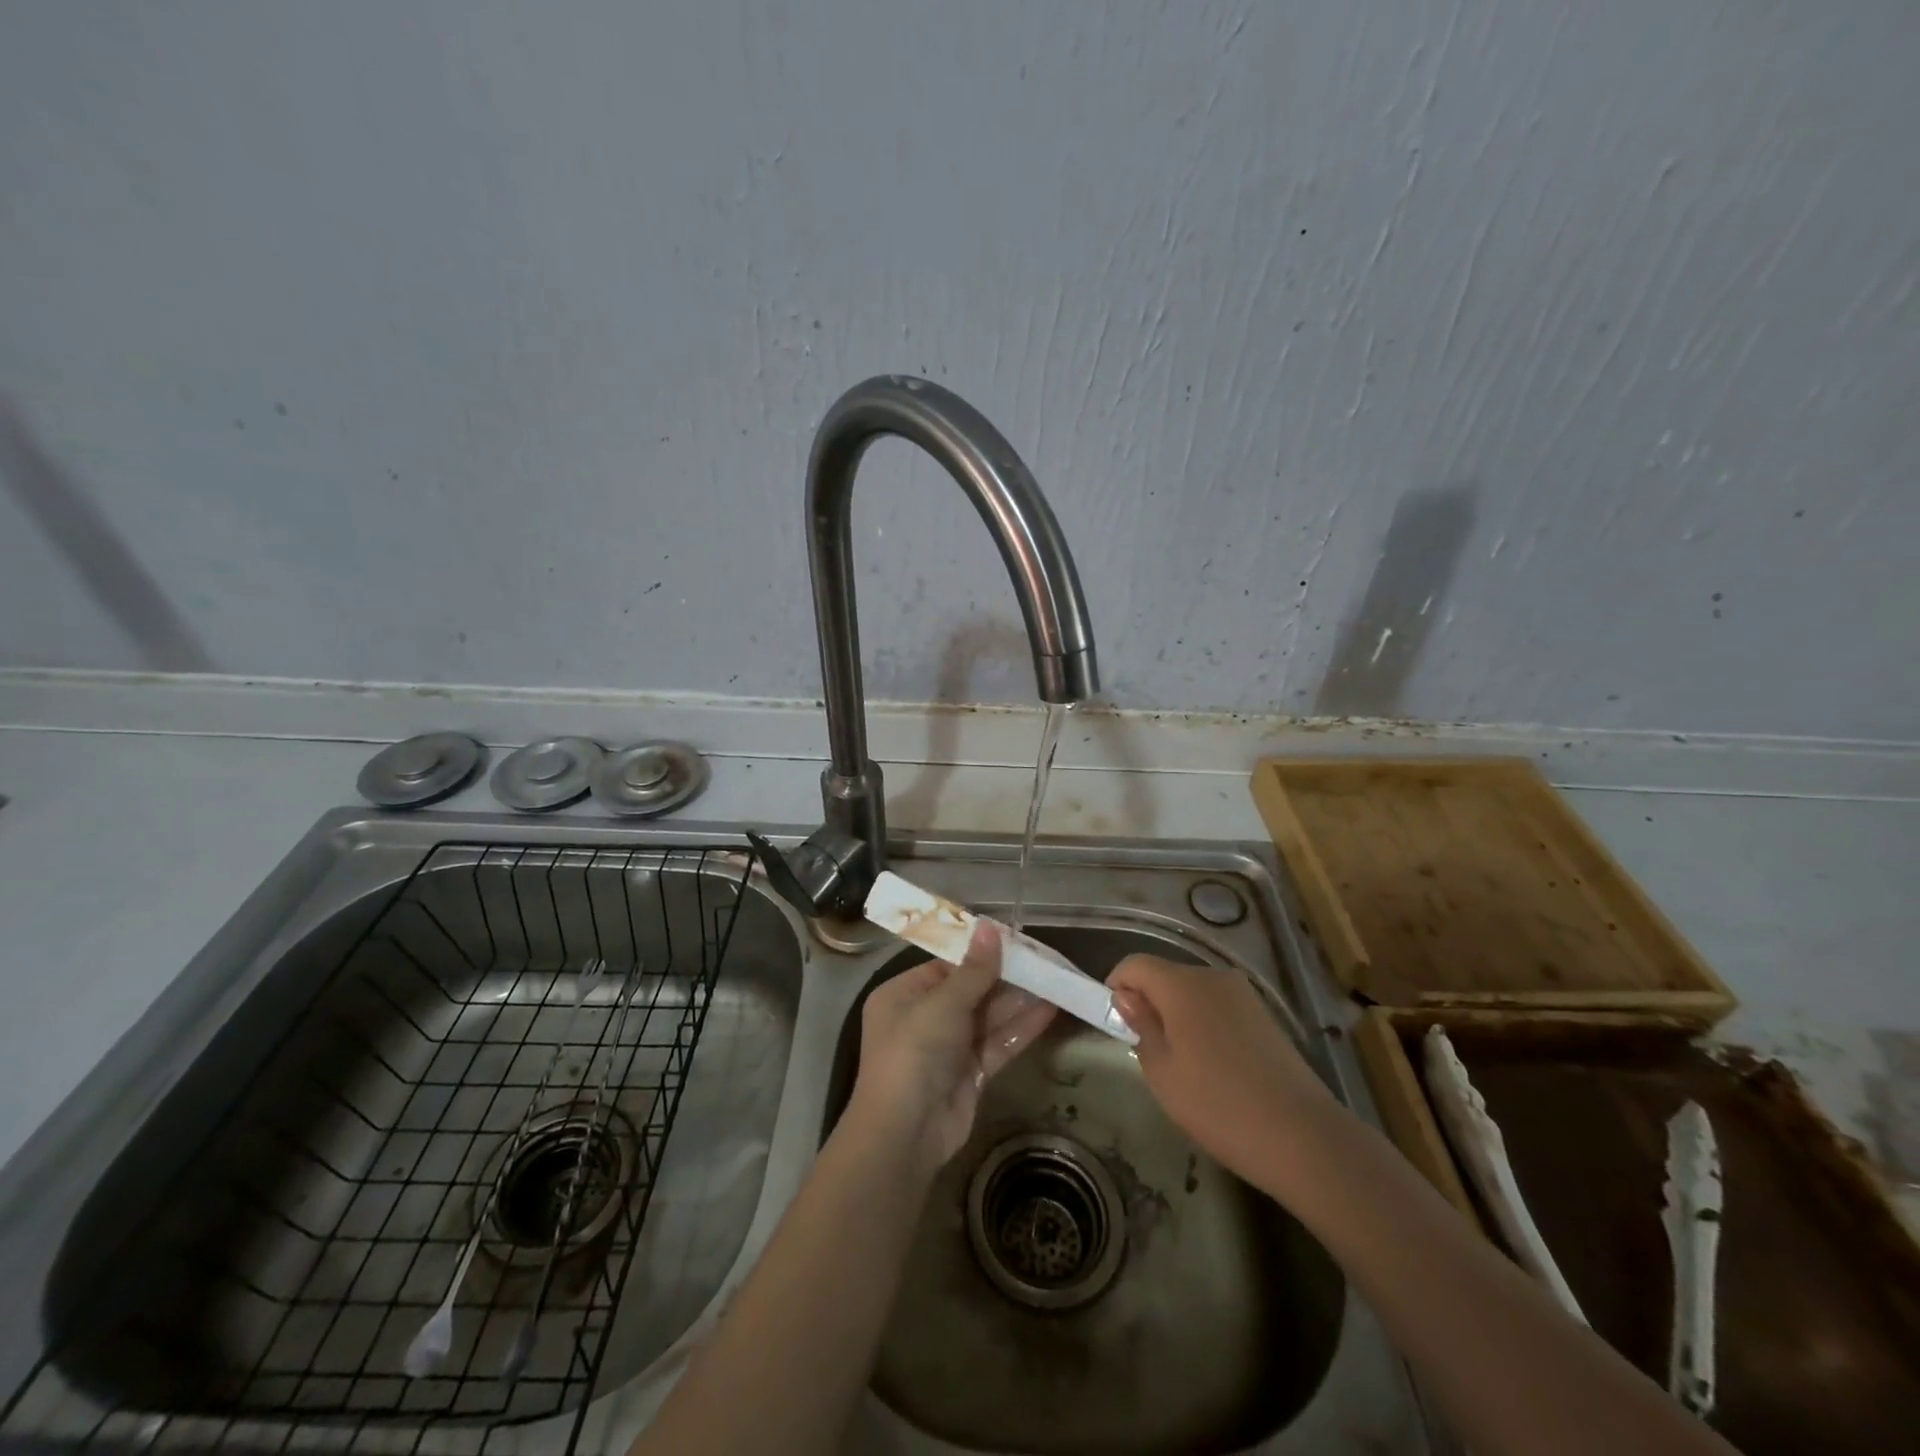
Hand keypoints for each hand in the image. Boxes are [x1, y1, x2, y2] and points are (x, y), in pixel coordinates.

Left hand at [846, 921, 1056, 1176]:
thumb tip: (990, 927)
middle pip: (971, 990)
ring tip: (1055, 980)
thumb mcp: (943, 1004)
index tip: (1015, 940)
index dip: (980, 954)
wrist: (905, 1134)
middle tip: (1044, 960)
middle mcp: (924, 1017)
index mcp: (904, 994)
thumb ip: (974, 970)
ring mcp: (948, 1048)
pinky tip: (1050, 1012)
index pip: (946, 966)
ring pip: (988, 1018)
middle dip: (1006, 978)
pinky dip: (1021, 1029)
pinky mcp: (970, 1074)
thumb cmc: (914, 1052)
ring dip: (1019, 1002)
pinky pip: (997, 1044)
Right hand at [1109, 954, 1334, 1190]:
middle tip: (1144, 1049)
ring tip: (1181, 1063)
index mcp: (1182, 984)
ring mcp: (1244, 994)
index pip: (1134, 964)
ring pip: (1193, 991)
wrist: (1304, 1138)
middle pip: (1165, 974)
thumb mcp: (1162, 1073)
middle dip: (1148, 1001)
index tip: (1114, 1023)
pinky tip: (1214, 1066)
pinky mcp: (1265, 1014)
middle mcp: (1213, 976)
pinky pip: (1219, 1006)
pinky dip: (1204, 1023)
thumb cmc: (1219, 1106)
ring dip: (1177, 1014)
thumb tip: (1127, 998)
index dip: (1116, 986)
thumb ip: (1141, 1026)